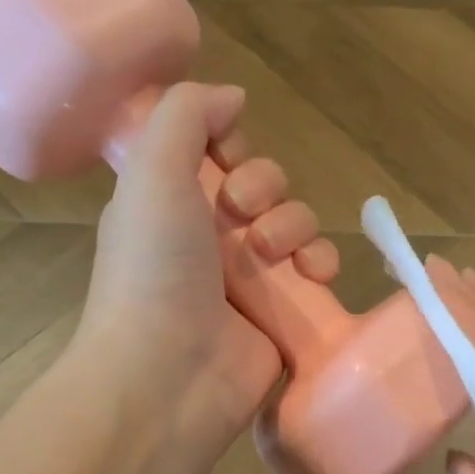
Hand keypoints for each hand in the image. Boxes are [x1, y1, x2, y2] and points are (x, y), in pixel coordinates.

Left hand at [79, 82, 339, 447]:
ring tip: (271, 254)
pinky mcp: (282, 314)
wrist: (167, 376)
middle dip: (264, 187)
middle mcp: (207, 237)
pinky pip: (317, 272)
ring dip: (295, 225)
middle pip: (264, 184)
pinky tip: (313, 275)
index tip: (226, 157)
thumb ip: (187, 114)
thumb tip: (233, 97)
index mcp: (168, 202)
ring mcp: (247, 279)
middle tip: (243, 214)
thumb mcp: (152, 170)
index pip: (215, 154)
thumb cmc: (153, 269)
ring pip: (296, 223)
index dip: (230, 145)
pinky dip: (322, 264)